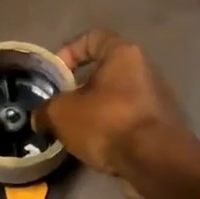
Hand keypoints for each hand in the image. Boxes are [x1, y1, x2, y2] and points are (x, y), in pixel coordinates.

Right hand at [39, 30, 184, 181]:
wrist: (154, 161)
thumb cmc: (106, 122)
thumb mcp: (62, 113)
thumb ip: (46, 109)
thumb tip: (40, 117)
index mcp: (122, 54)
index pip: (91, 37)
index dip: (68, 51)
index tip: (55, 75)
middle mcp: (144, 69)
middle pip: (103, 70)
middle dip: (78, 88)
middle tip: (59, 106)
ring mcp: (155, 98)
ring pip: (115, 97)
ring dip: (93, 110)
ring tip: (74, 130)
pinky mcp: (160, 125)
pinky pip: (126, 119)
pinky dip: (109, 128)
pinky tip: (94, 145)